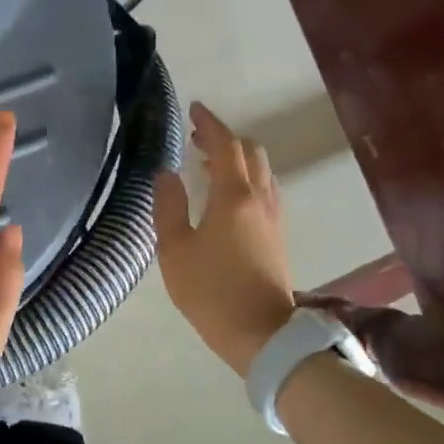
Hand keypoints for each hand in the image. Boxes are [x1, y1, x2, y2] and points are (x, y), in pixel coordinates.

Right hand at [153, 102, 295, 377]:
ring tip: (207, 165)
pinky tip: (227, 197)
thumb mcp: (175, 250)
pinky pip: (265, 191)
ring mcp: (274, 217)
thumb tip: (166, 174)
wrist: (263, 334)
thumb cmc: (211, 291)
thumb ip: (168, 207)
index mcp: (235, 196)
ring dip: (238, 159)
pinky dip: (246, 179)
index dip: (210, 124)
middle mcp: (260, 198)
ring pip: (262, 172)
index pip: (226, 146)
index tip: (194, 109)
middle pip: (251, 153)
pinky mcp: (277, 235)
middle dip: (225, 139)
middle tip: (197, 138)